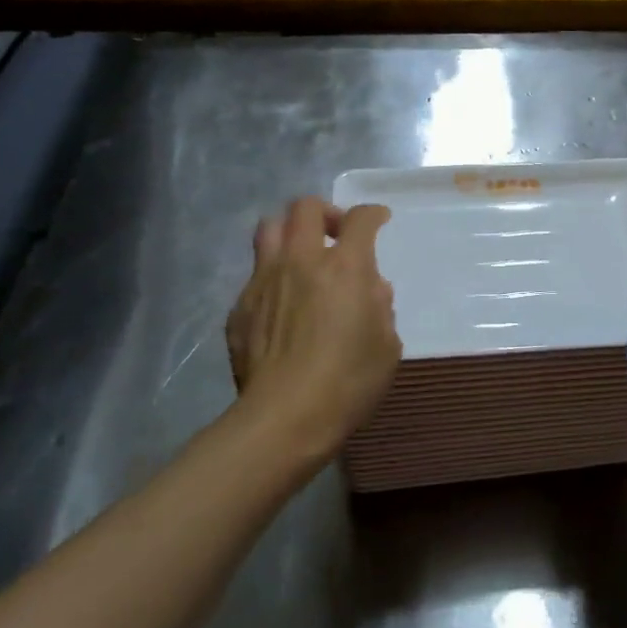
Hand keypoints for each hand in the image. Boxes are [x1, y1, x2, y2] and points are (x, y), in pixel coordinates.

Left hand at [225, 196, 400, 464]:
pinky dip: (272, 277)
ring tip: (302, 257)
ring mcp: (264, 281)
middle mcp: (302, 261)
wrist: (283, 419)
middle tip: (336, 235)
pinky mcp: (240, 307)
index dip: (372, 214)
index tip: (379, 220)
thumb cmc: (348, 382)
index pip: (360, 219)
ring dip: (290, 233)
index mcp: (345, 267)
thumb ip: (381, 307)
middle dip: (325, 213)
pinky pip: (255, 274)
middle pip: (305, 207)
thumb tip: (370, 289)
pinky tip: (281, 306)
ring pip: (269, 228)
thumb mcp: (386, 346)